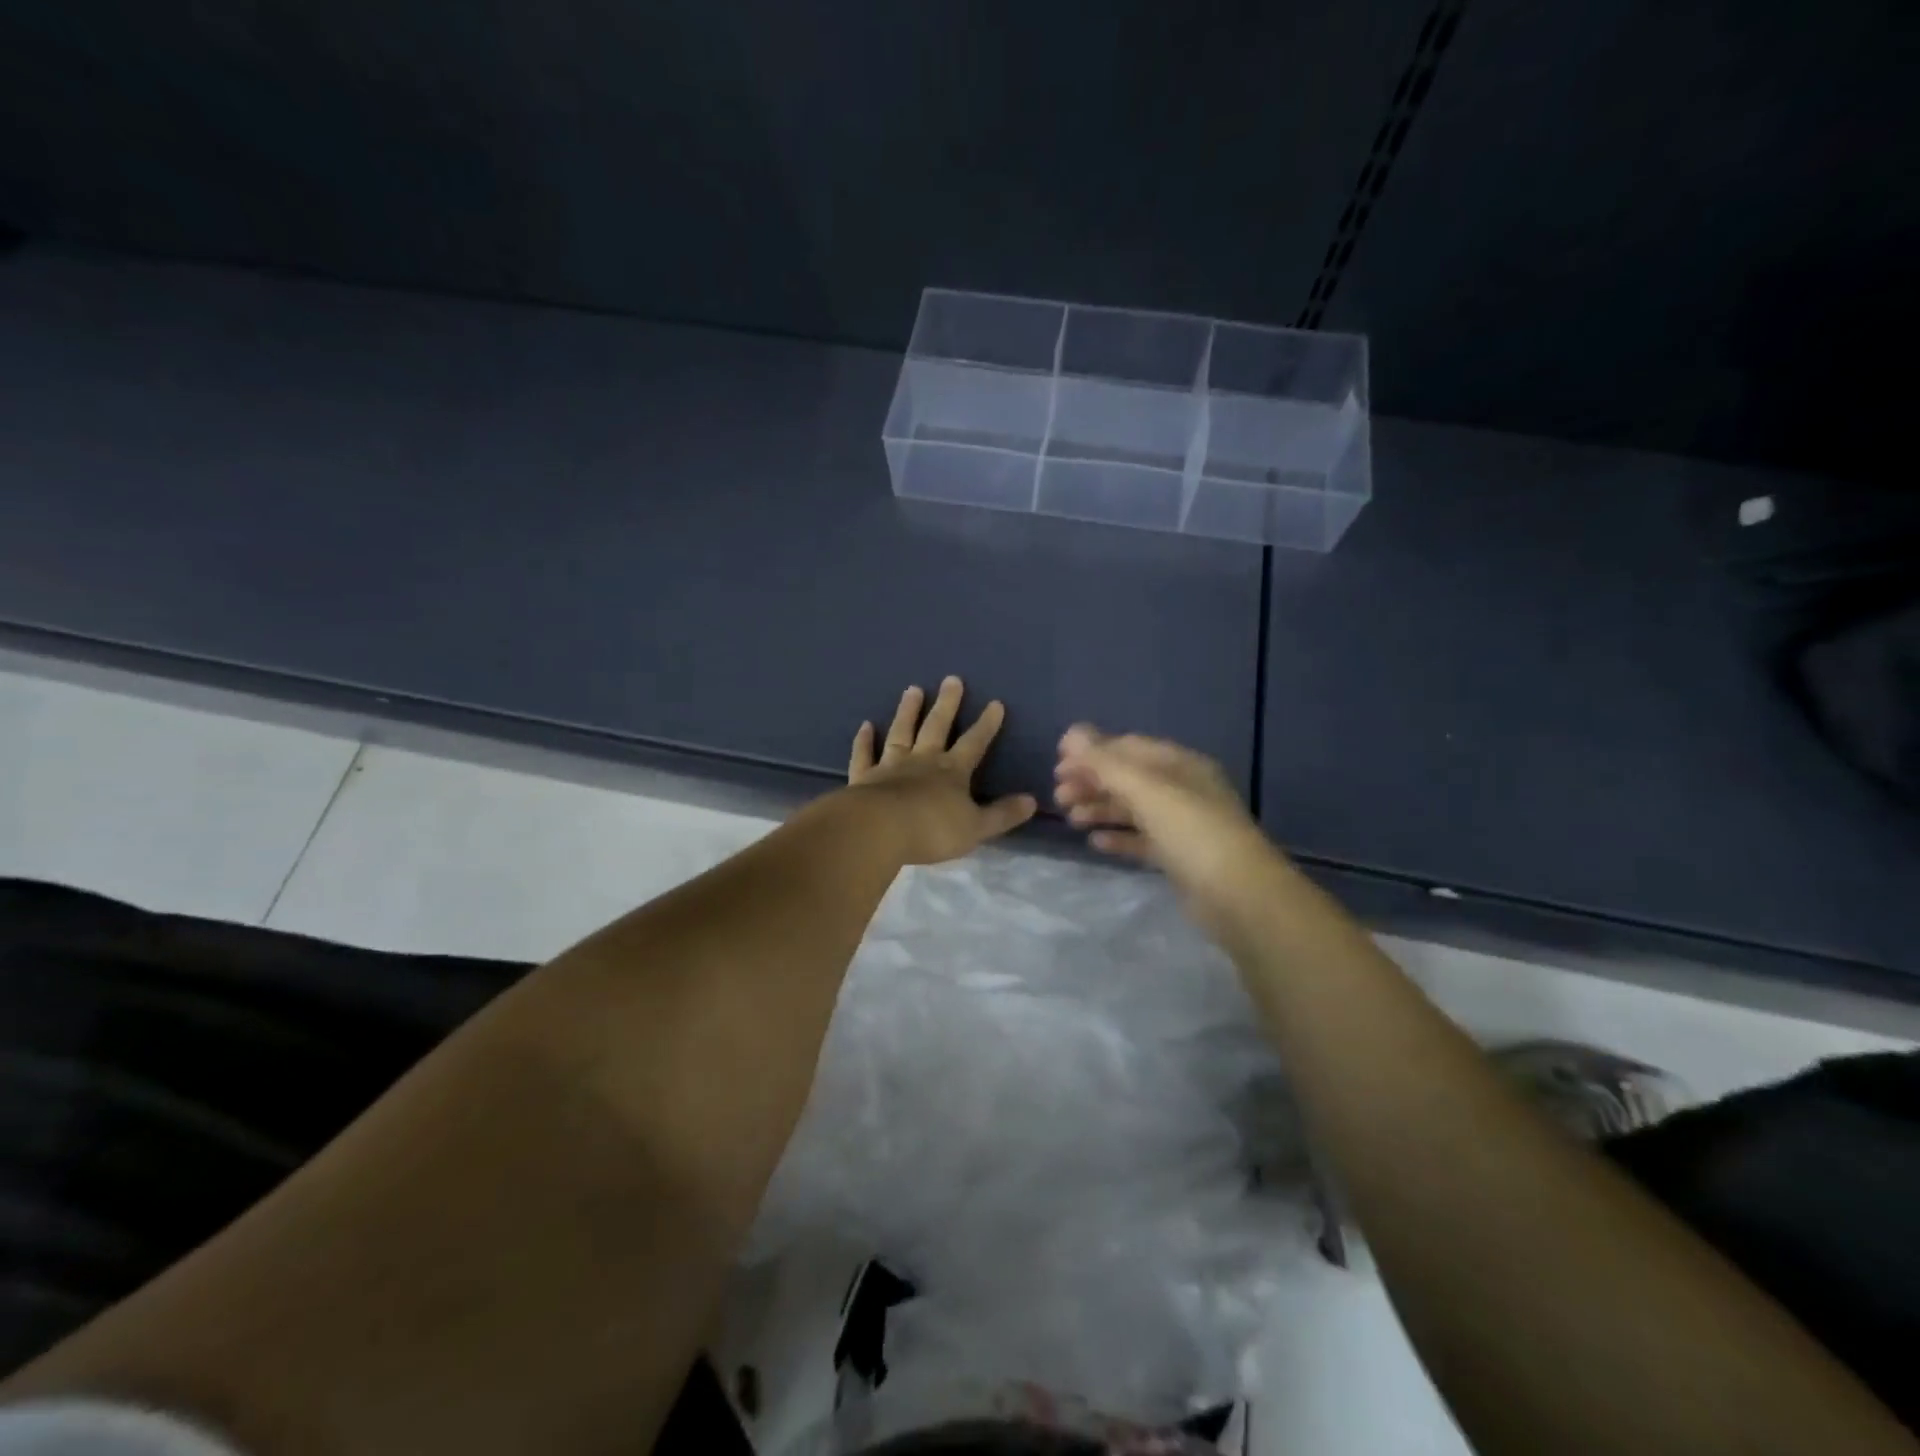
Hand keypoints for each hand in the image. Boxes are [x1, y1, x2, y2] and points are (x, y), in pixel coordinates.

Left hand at [848, 678, 1036, 865]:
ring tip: (913, 689)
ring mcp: (890, 766)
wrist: (879, 830)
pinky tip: (865, 726)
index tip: (995, 703)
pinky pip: (865, 754)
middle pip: (936, 727)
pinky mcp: (864, 777)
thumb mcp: (976, 828)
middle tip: (952, 678)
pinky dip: (864, 740)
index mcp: (952, 772)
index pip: (974, 743)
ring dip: (908, 711)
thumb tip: (1031, 801)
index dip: (986, 725)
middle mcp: (922, 761)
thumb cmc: (932, 830)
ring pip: (901, 732)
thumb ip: (1002, 814)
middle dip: (947, 704)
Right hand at [1054, 725, 1282, 927]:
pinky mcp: (1180, 857)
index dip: (1092, 751)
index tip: (1057, 764)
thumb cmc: (1191, 831)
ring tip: (1071, 819)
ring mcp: (1183, 824)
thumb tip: (1071, 733)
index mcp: (1179, 764)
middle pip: (1128, 777)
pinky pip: (1142, 840)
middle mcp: (1182, 788)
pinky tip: (1095, 843)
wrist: (1239, 895)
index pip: (1128, 747)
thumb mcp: (1146, 790)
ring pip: (1132, 809)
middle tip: (1058, 795)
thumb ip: (1105, 763)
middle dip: (1092, 782)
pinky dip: (1118, 837)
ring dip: (1100, 808)